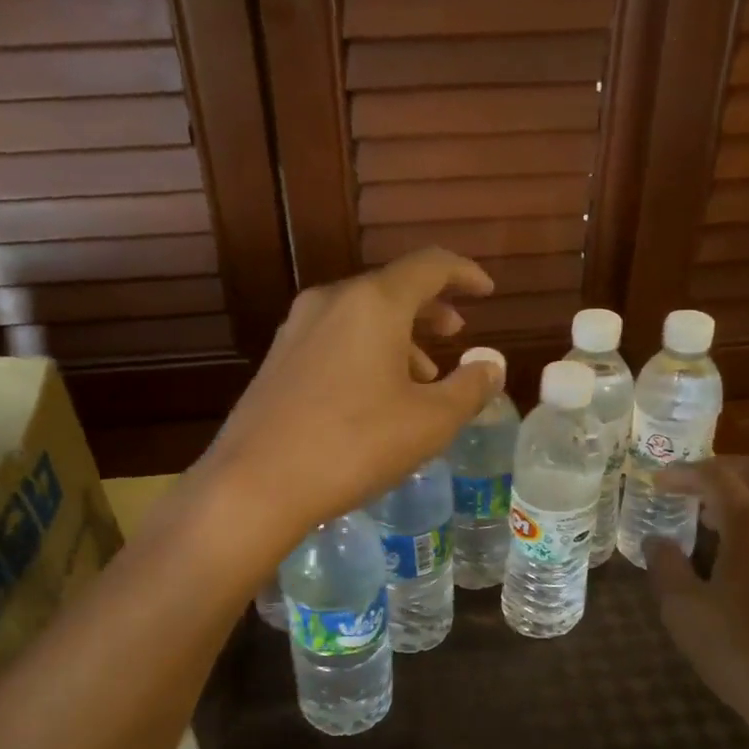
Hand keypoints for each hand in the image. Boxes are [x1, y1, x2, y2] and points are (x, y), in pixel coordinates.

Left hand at [198, 249, 503, 551]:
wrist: (256, 483)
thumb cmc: (354, 445)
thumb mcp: (429, 422)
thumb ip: (469, 387)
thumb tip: (492, 366)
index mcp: (373, 303)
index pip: (429, 266)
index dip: (464, 274)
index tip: (486, 291)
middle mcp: (332, 301)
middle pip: (392, 289)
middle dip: (430, 309)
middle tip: (457, 333)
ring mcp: (297, 328)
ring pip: (362, 316)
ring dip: (400, 338)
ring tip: (422, 378)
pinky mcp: (278, 359)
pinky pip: (336, 338)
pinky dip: (367, 352)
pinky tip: (376, 395)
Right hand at [644, 457, 748, 748]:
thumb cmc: (745, 652)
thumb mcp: (685, 611)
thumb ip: (666, 567)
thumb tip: (657, 541)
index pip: (717, 476)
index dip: (683, 473)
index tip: (656, 482)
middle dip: (723, 469)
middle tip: (691, 483)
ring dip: (746, 495)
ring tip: (710, 518)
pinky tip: (743, 554)